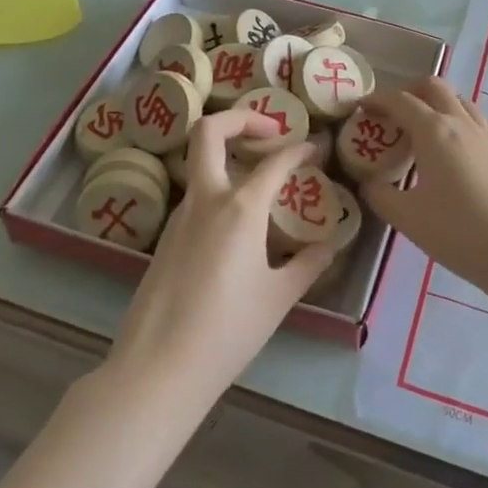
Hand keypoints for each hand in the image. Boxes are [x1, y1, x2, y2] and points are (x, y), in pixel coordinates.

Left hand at [108, 111, 333, 397]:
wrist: (156, 370)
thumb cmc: (227, 331)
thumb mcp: (279, 297)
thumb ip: (308, 264)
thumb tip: (330, 244)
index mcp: (240, 208)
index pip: (276, 160)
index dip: (300, 148)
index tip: (316, 148)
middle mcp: (207, 199)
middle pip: (210, 131)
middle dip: (241, 117)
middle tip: (271, 131)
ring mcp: (179, 216)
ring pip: (200, 162)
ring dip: (229, 154)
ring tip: (261, 176)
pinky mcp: (165, 238)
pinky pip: (196, 196)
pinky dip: (219, 188)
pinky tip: (238, 222)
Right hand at [360, 78, 487, 296]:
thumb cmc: (457, 232)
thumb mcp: (407, 218)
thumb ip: (380, 195)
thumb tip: (369, 183)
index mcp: (433, 130)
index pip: (400, 100)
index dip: (377, 100)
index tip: (361, 109)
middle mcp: (461, 121)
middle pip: (433, 86)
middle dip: (408, 92)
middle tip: (392, 115)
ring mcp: (487, 132)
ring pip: (458, 99)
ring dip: (436, 104)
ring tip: (422, 131)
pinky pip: (478, 119)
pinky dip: (460, 119)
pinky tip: (456, 144)